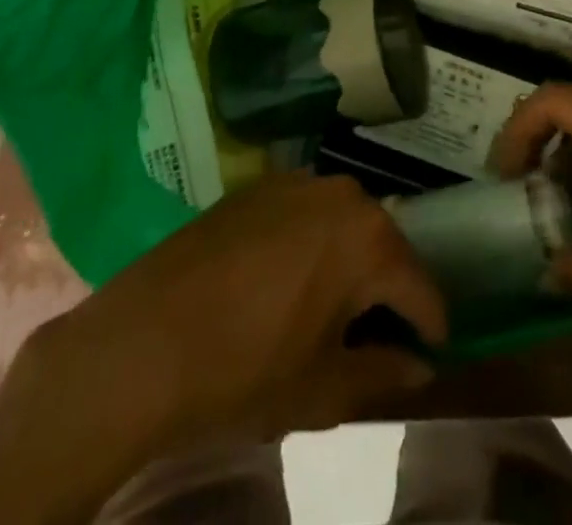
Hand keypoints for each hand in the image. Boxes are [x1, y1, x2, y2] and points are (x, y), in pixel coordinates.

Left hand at [0, 174, 445, 457]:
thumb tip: (419, 367)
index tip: (426, 354)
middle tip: (372, 336)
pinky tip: (284, 281)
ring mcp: (295, 182)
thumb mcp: (323, 389)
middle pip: (382, 245)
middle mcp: (341, 194)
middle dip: (385, 290)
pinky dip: (309, 242)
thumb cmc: (245, 371)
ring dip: (346, 261)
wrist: (143, 343)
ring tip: (328, 308)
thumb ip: (382, 373)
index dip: (428, 326)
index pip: (419, 286)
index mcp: (368, 239)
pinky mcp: (257, 186)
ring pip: (342, 224)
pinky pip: (302, 212)